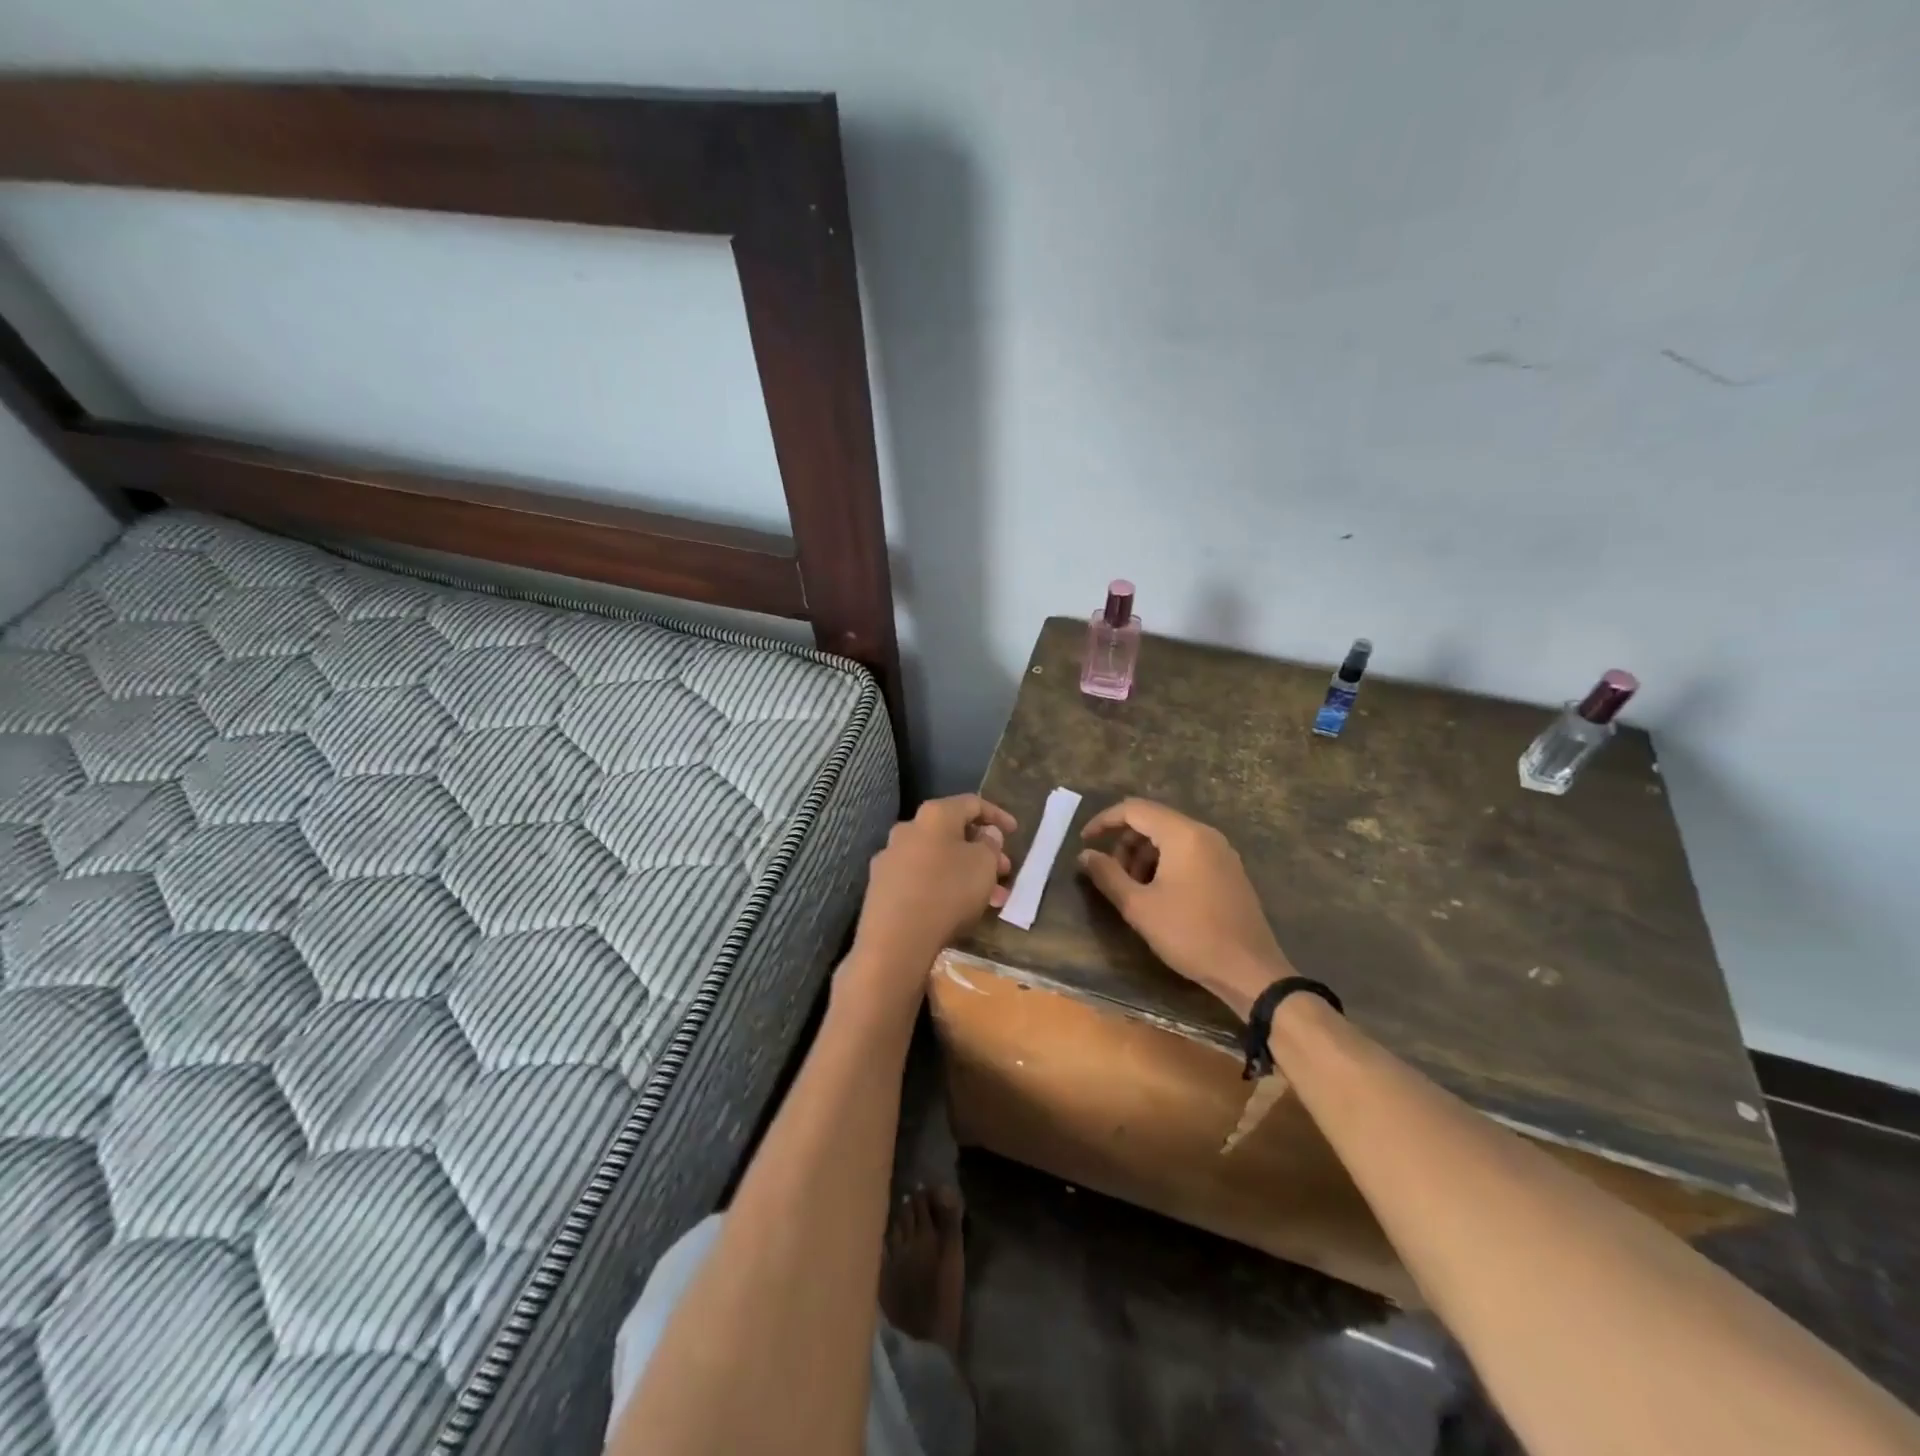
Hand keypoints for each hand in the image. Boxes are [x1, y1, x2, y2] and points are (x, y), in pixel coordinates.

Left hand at [849, 794, 1016, 983]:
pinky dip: (943, 885)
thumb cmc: (948, 892)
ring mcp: (890, 857)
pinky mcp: (881, 886)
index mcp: (933, 815)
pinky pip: (920, 878)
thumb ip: (990, 844)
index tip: (1014, 832)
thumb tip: (985, 833)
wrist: (895, 940)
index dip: (997, 815)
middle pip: (952, 832)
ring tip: (990, 898)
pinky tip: (958, 908)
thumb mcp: (984, 865)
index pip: (971, 803)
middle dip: (982, 850)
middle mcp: (907, 828)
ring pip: (937, 858)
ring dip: (965, 872)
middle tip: (1004, 871)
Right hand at [1078, 798, 1289, 1019]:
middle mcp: (1205, 834)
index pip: (1134, 809)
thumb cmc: (1190, 934)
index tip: (1084, 841)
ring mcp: (1221, 851)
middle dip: (1125, 842)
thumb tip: (1085, 855)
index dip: (1104, 821)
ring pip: (1171, 838)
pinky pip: (1189, 852)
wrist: (1250, 970)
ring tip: (1133, 889)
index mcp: (1183, 835)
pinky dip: (1165, 863)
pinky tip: (1158, 895)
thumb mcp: (1139, 906)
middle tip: (1111, 874)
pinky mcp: (1229, 870)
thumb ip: (1107, 875)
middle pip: (1153, 821)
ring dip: (1144, 855)